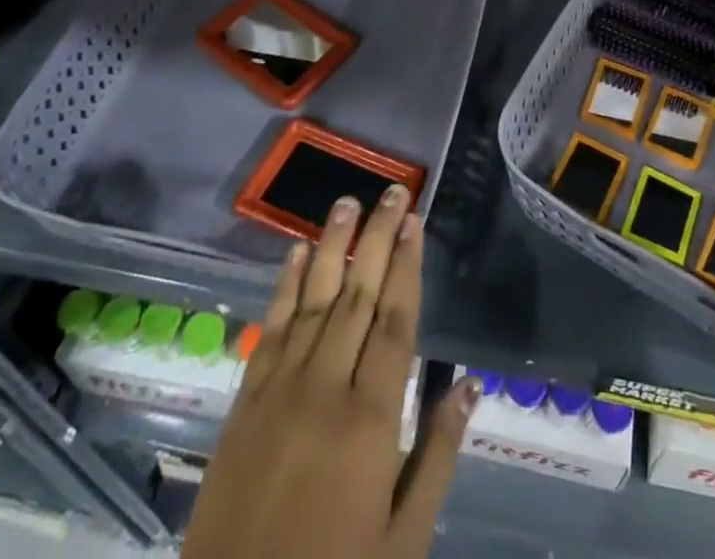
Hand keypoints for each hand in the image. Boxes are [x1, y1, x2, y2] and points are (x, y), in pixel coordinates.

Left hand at [181, 187, 478, 558]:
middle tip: (394, 191)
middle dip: (378, 238)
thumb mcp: (402, 540)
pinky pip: (271, 329)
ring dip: (333, 246)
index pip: (395, 321)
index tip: (415, 221)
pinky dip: (284, 286)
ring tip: (348, 203)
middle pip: (358, 296)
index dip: (407, 266)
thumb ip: (437, 456)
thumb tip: (469, 385)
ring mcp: (280, 389)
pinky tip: (295, 252)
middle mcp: (326, 387)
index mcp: (370, 419)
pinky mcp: (245, 401)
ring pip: (313, 300)